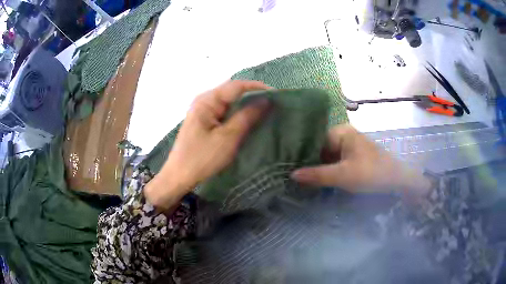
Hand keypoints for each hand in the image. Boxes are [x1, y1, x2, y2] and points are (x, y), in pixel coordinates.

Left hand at [145, 80, 270, 208]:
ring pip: (229, 101)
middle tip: (273, 104)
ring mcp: (203, 110)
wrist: (179, 176)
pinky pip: (224, 111)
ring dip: (246, 104)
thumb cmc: (202, 158)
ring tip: (265, 110)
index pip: (236, 86)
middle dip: (253, 95)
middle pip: (232, 91)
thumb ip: (247, 117)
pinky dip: (238, 113)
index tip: (277, 95)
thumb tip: (266, 100)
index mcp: (207, 100)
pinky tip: (249, 119)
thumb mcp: (228, 138)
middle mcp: (204, 100)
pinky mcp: (204, 121)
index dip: (258, 88)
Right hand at [291, 125, 430, 195]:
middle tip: (290, 174)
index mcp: (340, 132)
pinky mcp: (352, 157)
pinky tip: (316, 180)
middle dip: (308, 162)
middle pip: (319, 148)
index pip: (313, 140)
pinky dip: (327, 170)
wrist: (396, 180)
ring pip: (326, 156)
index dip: (300, 153)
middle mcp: (343, 135)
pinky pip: (334, 162)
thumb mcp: (343, 175)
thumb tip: (291, 175)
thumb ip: (317, 175)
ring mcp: (348, 146)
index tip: (286, 165)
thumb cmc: (371, 173)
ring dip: (317, 168)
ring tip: (299, 179)